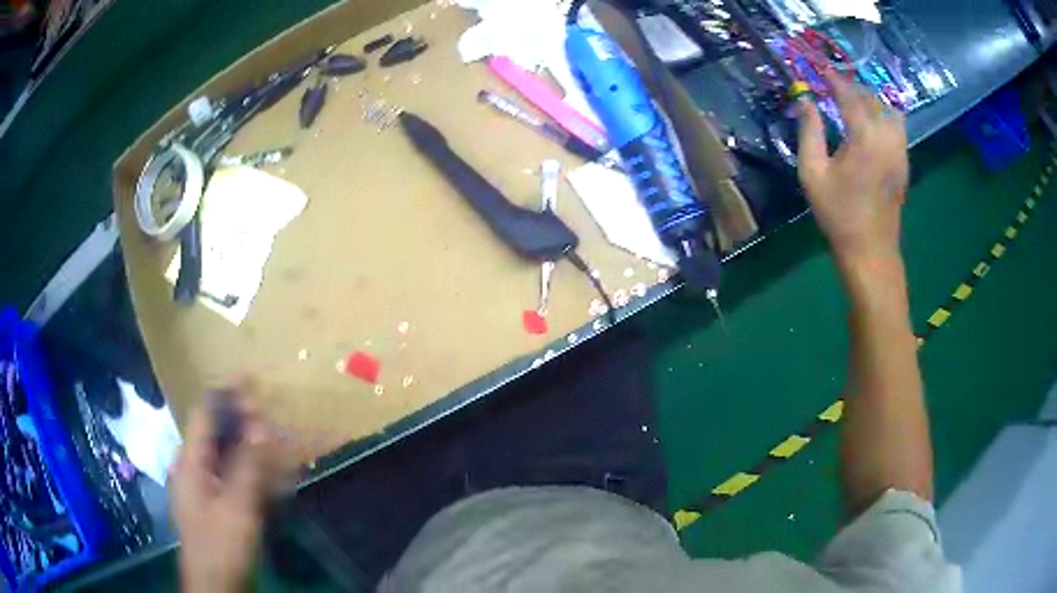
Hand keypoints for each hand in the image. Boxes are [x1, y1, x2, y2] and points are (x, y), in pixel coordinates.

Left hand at [170, 384, 286, 592]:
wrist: (215, 585)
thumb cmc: (221, 545)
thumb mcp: (237, 507)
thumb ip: (248, 466)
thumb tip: (260, 424)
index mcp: (190, 463)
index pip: (204, 416)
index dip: (226, 395)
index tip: (251, 378)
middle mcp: (193, 469)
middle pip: (216, 434)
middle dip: (242, 420)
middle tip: (270, 414)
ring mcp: (203, 488)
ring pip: (225, 456)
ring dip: (248, 446)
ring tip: (273, 441)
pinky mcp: (214, 505)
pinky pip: (230, 476)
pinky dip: (248, 470)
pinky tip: (267, 476)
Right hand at [797, 73, 908, 269]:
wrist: (871, 250)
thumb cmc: (838, 214)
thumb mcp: (812, 173)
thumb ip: (809, 131)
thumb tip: (806, 100)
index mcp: (863, 137)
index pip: (848, 94)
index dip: (832, 78)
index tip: (818, 68)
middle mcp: (886, 137)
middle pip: (870, 97)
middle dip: (850, 85)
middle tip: (831, 83)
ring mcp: (899, 149)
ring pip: (887, 108)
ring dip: (869, 97)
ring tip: (852, 99)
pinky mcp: (904, 161)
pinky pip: (896, 125)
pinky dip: (883, 113)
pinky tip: (870, 118)